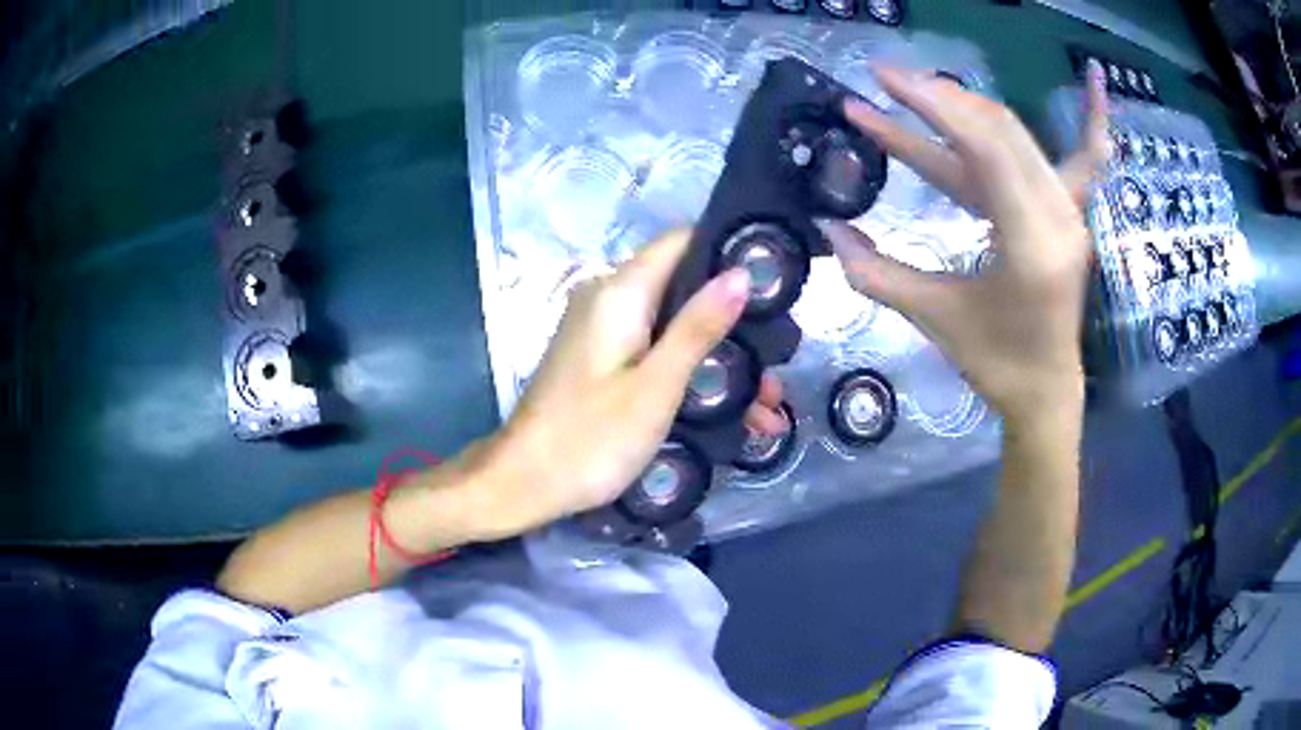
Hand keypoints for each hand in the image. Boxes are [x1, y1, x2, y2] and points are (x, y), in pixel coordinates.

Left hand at [486, 230, 786, 530]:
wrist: (523, 483)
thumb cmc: (590, 439)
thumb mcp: (656, 387)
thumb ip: (698, 328)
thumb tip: (740, 273)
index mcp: (619, 293)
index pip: (682, 241)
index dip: (727, 253)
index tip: (772, 286)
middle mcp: (607, 299)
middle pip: (682, 287)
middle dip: (733, 323)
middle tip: (774, 369)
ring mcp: (601, 330)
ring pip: (672, 325)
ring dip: (717, 358)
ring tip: (763, 406)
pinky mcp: (599, 359)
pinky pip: (653, 350)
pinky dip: (688, 372)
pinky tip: (726, 414)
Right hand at [816, 62, 1109, 422]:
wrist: (1046, 389)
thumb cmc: (995, 363)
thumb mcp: (935, 318)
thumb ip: (877, 273)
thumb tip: (825, 227)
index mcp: (1031, 247)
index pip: (986, 151)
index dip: (934, 107)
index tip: (884, 81)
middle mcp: (1059, 218)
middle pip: (1000, 131)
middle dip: (939, 98)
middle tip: (885, 80)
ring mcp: (1071, 212)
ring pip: (1018, 138)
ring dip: (966, 107)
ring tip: (915, 88)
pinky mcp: (1071, 211)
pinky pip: (1086, 156)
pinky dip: (1093, 117)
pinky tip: (1097, 77)